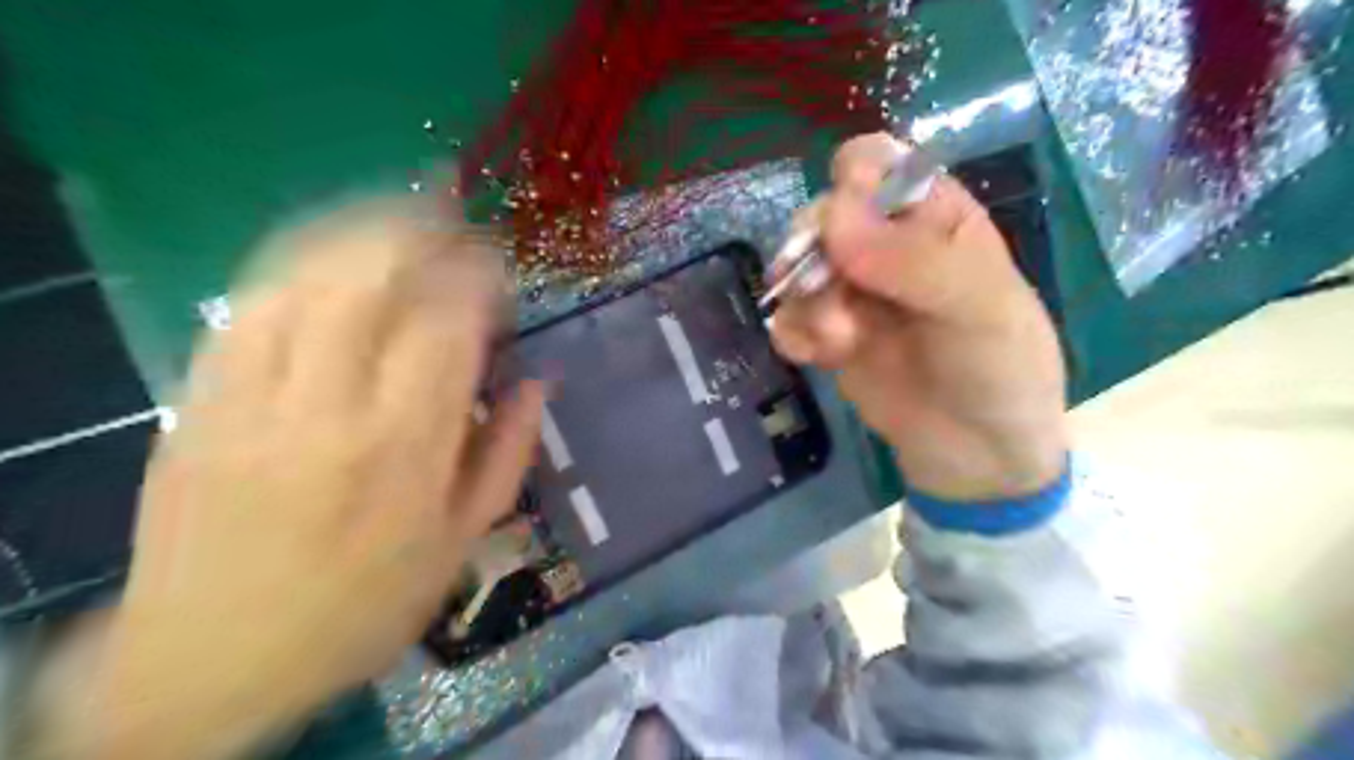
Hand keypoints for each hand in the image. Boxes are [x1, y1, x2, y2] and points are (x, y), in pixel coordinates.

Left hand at [39, 198, 542, 759]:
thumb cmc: (363, 607)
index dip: (476, 279)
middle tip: (453, 217)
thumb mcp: (463, 542)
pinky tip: (328, 255)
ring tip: (399, 215)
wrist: (210, 662)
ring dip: (358, 233)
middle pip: (370, 281)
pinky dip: (295, 265)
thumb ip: (509, 452)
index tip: (497, 266)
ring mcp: (250, 400)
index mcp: (405, 452)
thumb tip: (540, 379)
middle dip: (419, 231)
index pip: (448, 327)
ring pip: (303, 278)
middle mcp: (327, 412)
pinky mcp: (198, 401)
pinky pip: (246, 306)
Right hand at [772, 134, 1068, 504]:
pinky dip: (793, 332)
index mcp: (934, 217)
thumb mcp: (978, 308)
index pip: (878, 164)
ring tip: (836, 339)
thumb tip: (833, 217)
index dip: (853, 183)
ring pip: (797, 265)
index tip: (847, 228)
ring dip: (806, 300)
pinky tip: (815, 356)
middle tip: (829, 291)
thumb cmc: (1000, 371)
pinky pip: (788, 316)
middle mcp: (886, 246)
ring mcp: (853, 292)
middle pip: (823, 214)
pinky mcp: (828, 335)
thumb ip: (912, 260)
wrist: (976, 459)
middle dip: (817, 251)